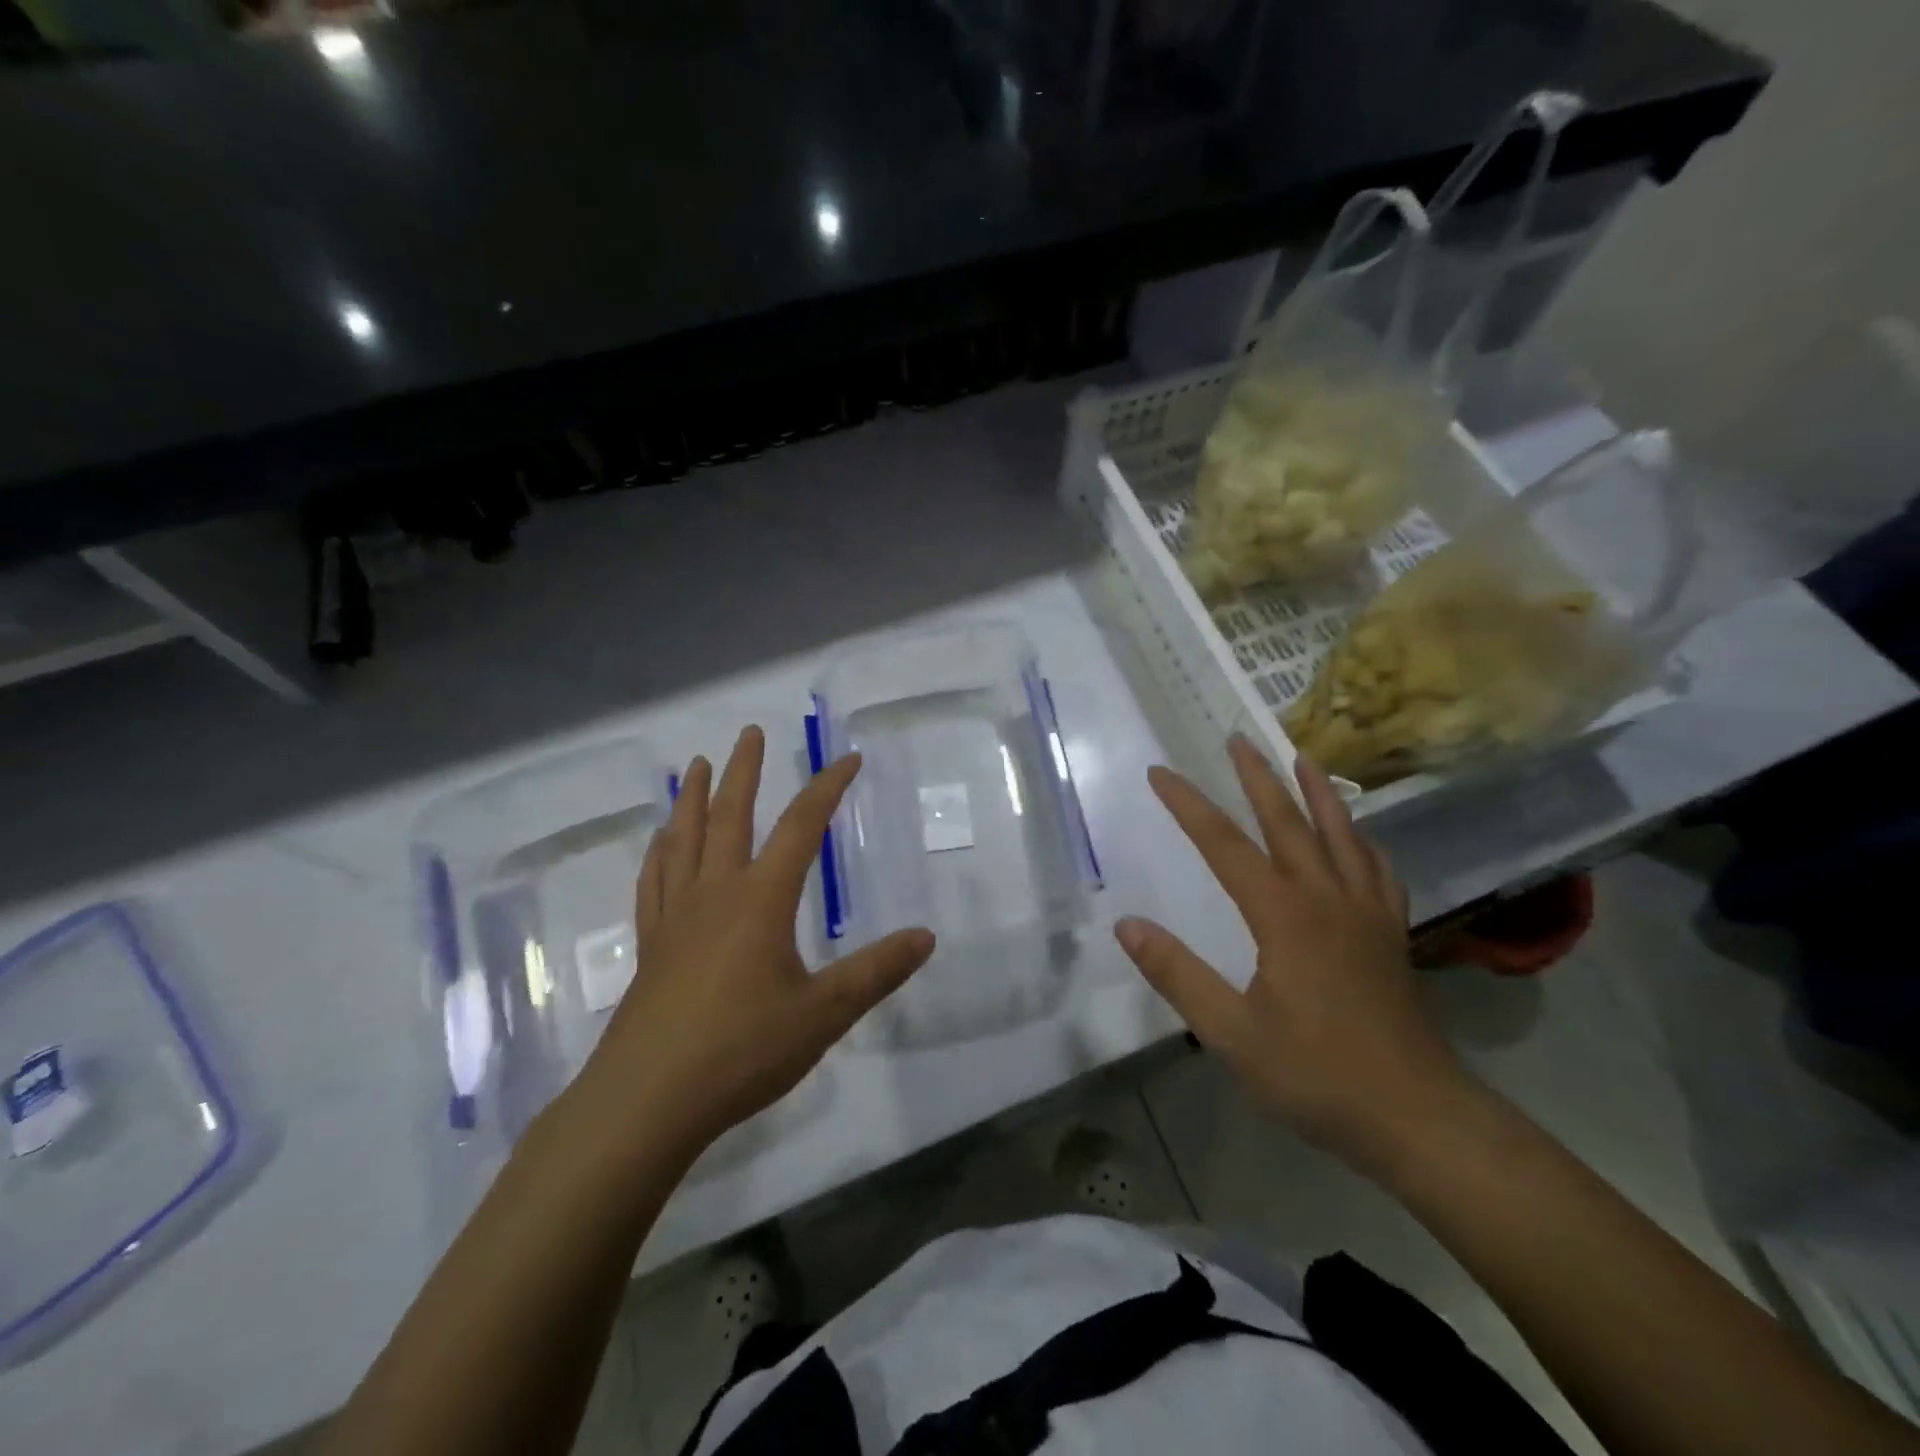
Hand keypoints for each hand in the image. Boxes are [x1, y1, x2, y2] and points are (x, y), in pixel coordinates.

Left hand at [570, 726, 935, 1165]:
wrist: (647, 1101)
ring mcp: (676, 917)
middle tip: (748, 732)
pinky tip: (660, 843)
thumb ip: (876, 972)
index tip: (848, 759)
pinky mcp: (651, 946)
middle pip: (730, 816)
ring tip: (694, 766)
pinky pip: (653, 883)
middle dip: (743, 771)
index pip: (802, 827)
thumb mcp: (823, 1014)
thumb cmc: (742, 1050)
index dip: (827, 788)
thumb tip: (926, 937)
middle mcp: (716, 893)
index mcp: (761, 900)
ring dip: (692, 799)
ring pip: (684, 841)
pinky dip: (659, 854)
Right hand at [1115, 735, 1468, 1170]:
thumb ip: (1177, 975)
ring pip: (1341, 835)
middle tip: (1238, 738)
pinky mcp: (1391, 935)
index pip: (1225, 845)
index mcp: (1283, 915)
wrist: (1418, 1117)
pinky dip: (1363, 842)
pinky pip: (1377, 870)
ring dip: (1317, 793)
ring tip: (1303, 758)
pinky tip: (1359, 838)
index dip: (1189, 805)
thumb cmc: (1317, 1075)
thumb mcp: (1232, 1033)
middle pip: (1287, 822)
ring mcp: (1366, 913)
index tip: (1161, 772)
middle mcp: (1326, 898)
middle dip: (1257, 778)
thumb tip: (1126, 925)